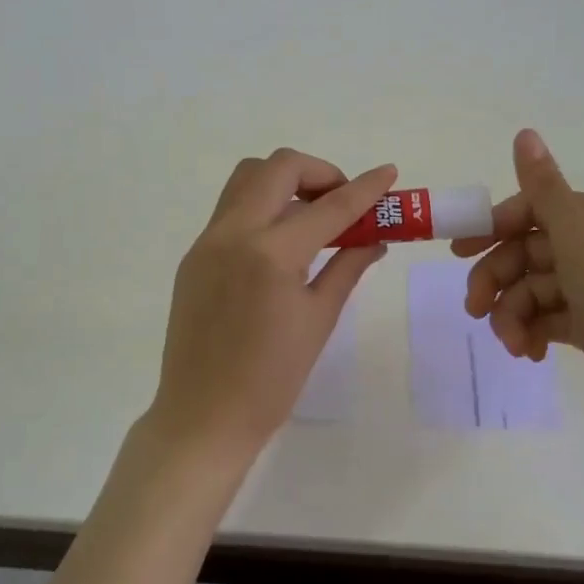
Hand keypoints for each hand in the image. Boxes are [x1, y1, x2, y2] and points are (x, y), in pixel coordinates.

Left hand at [149, 149, 397, 465]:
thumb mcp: (319, 320)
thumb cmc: (272, 380)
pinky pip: (231, 209)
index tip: (389, 172)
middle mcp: (233, 233)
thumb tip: (375, 239)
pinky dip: (262, 208)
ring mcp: (207, 241)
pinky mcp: (194, 255)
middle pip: (278, 167)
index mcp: (270, 253)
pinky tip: (281, 244)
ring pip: (247, 178)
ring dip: (284, 182)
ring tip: (312, 217)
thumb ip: (347, 267)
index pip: (329, 206)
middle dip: (319, 172)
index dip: (365, 188)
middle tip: (342, 202)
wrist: (203, 417)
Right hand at [452, 129, 583, 433]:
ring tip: (511, 343)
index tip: (457, 251)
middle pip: (525, 252)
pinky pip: (546, 319)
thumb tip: (524, 131)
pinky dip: (530, 332)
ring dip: (511, 313)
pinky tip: (528, 352)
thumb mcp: (580, 239)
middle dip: (496, 279)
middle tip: (475, 308)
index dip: (491, 228)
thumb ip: (545, 189)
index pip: (529, 210)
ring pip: (531, 289)